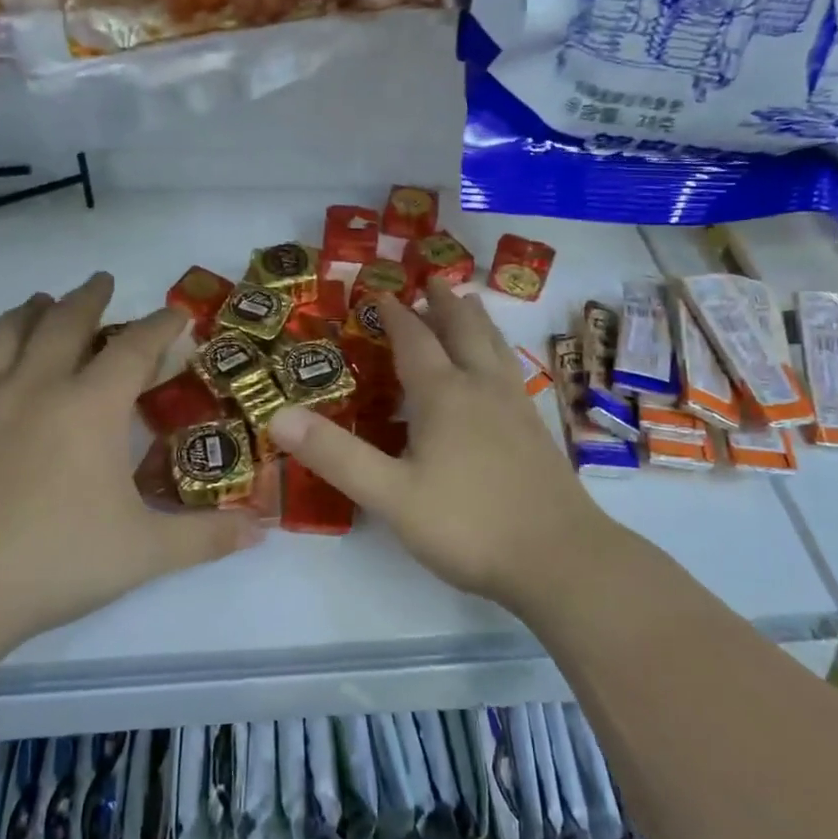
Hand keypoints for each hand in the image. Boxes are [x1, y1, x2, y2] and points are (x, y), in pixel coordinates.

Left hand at [0, 274, 259, 643]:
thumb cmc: (57, 560)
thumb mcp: (145, 552)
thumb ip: (205, 537)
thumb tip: (260, 530)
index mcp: (91, 407)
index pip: (134, 348)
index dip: (160, 326)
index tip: (176, 314)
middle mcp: (38, 388)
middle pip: (64, 322)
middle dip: (88, 297)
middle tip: (102, 282)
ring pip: (6, 334)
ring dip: (28, 311)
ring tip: (41, 301)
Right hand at [267, 278, 618, 606]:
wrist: (559, 557)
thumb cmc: (468, 524)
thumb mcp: (390, 495)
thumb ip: (336, 455)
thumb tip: (278, 415)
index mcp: (444, 395)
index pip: (415, 340)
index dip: (397, 315)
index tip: (382, 293)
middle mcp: (482, 388)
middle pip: (463, 331)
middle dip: (444, 304)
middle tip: (432, 281)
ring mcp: (515, 407)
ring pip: (494, 347)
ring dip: (476, 320)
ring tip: (470, 303)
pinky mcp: (536, 430)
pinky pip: (510, 371)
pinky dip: (497, 351)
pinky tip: (499, 369)